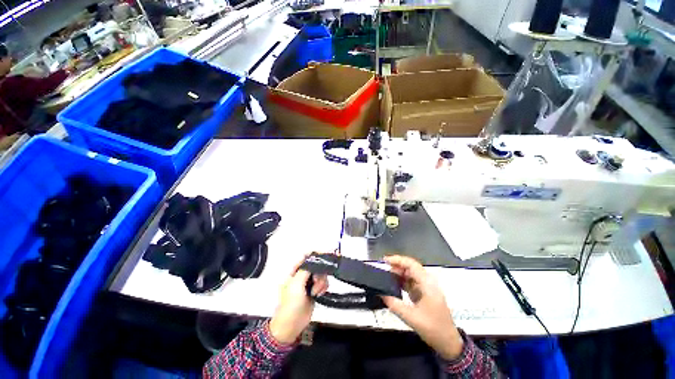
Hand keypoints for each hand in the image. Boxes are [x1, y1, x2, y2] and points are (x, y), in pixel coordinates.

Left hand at [269, 254, 327, 344]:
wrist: (291, 325)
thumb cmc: (290, 305)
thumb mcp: (296, 285)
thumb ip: (305, 270)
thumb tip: (314, 260)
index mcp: (295, 271)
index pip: (306, 256)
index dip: (316, 253)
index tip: (326, 254)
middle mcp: (302, 274)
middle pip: (316, 264)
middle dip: (319, 272)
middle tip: (316, 281)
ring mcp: (309, 282)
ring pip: (321, 274)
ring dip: (321, 282)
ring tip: (315, 292)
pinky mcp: (314, 290)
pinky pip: (323, 283)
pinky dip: (323, 287)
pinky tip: (318, 294)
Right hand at [381, 255, 463, 360]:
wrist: (449, 343)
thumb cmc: (433, 329)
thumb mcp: (412, 318)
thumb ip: (395, 305)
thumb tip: (381, 294)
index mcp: (427, 284)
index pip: (411, 264)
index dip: (398, 260)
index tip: (385, 261)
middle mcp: (428, 282)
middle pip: (411, 267)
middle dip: (396, 265)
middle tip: (383, 268)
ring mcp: (427, 288)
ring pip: (411, 274)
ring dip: (398, 273)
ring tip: (385, 275)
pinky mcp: (425, 293)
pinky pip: (412, 282)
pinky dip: (402, 281)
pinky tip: (393, 284)